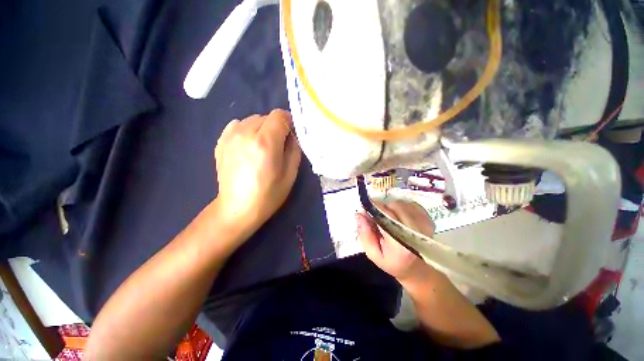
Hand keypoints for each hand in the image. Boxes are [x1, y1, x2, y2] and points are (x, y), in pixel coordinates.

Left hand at [214, 109, 300, 236]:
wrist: (237, 208)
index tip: (292, 134)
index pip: (279, 115)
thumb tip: (292, 136)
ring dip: (262, 129)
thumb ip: (294, 149)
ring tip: (262, 147)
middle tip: (279, 145)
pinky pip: (238, 125)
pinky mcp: (220, 142)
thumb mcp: (290, 174)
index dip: (289, 121)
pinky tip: (248, 146)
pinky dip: (247, 131)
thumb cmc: (268, 194)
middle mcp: (245, 133)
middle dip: (276, 127)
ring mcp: (230, 136)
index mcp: (265, 142)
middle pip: (266, 117)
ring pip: (252, 120)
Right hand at [356, 201, 436, 282]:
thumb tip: (359, 214)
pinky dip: (401, 206)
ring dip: (391, 206)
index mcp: (400, 243)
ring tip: (387, 216)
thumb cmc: (393, 262)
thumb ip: (365, 235)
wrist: (418, 269)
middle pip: (394, 206)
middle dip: (381, 206)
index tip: (365, 207)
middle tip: (376, 214)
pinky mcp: (428, 220)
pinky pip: (411, 204)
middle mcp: (415, 231)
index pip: (385, 215)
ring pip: (402, 203)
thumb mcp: (373, 254)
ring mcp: (424, 224)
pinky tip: (398, 215)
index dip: (374, 207)